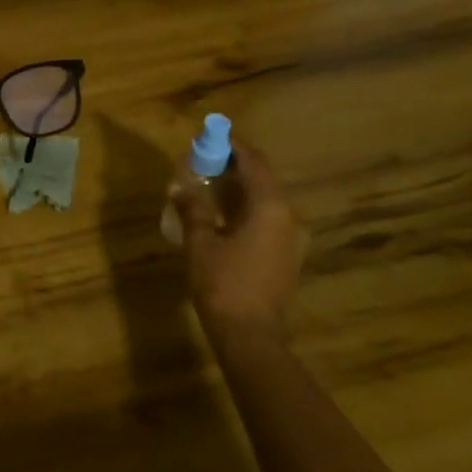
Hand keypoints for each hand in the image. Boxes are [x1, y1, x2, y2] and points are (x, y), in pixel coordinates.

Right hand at [169, 139, 304, 334]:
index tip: (211, 136)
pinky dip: (246, 208)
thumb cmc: (223, 282)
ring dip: (239, 188)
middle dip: (234, 166)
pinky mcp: (286, 256)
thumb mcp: (200, 241)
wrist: (249, 334)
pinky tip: (221, 215)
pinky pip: (267, 219)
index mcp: (270, 207)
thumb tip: (180, 186)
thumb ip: (192, 208)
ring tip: (208, 185)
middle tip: (204, 160)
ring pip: (265, 200)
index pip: (254, 162)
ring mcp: (291, 238)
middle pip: (263, 179)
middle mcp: (288, 217)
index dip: (232, 146)